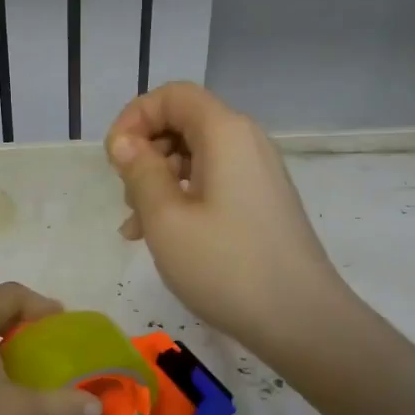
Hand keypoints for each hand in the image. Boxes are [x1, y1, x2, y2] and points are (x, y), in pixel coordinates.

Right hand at [107, 83, 348, 356]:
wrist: (301, 319)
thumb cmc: (226, 266)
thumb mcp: (166, 219)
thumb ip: (140, 172)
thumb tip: (125, 142)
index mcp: (225, 132)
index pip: (173, 95)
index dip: (135, 117)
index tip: (113, 160)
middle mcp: (246, 142)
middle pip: (184, 123)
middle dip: (145, 152)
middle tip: (126, 197)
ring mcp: (259, 173)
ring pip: (196, 157)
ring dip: (159, 182)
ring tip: (137, 228)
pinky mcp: (262, 202)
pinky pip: (214, 183)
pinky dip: (183, 199)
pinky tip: (163, 238)